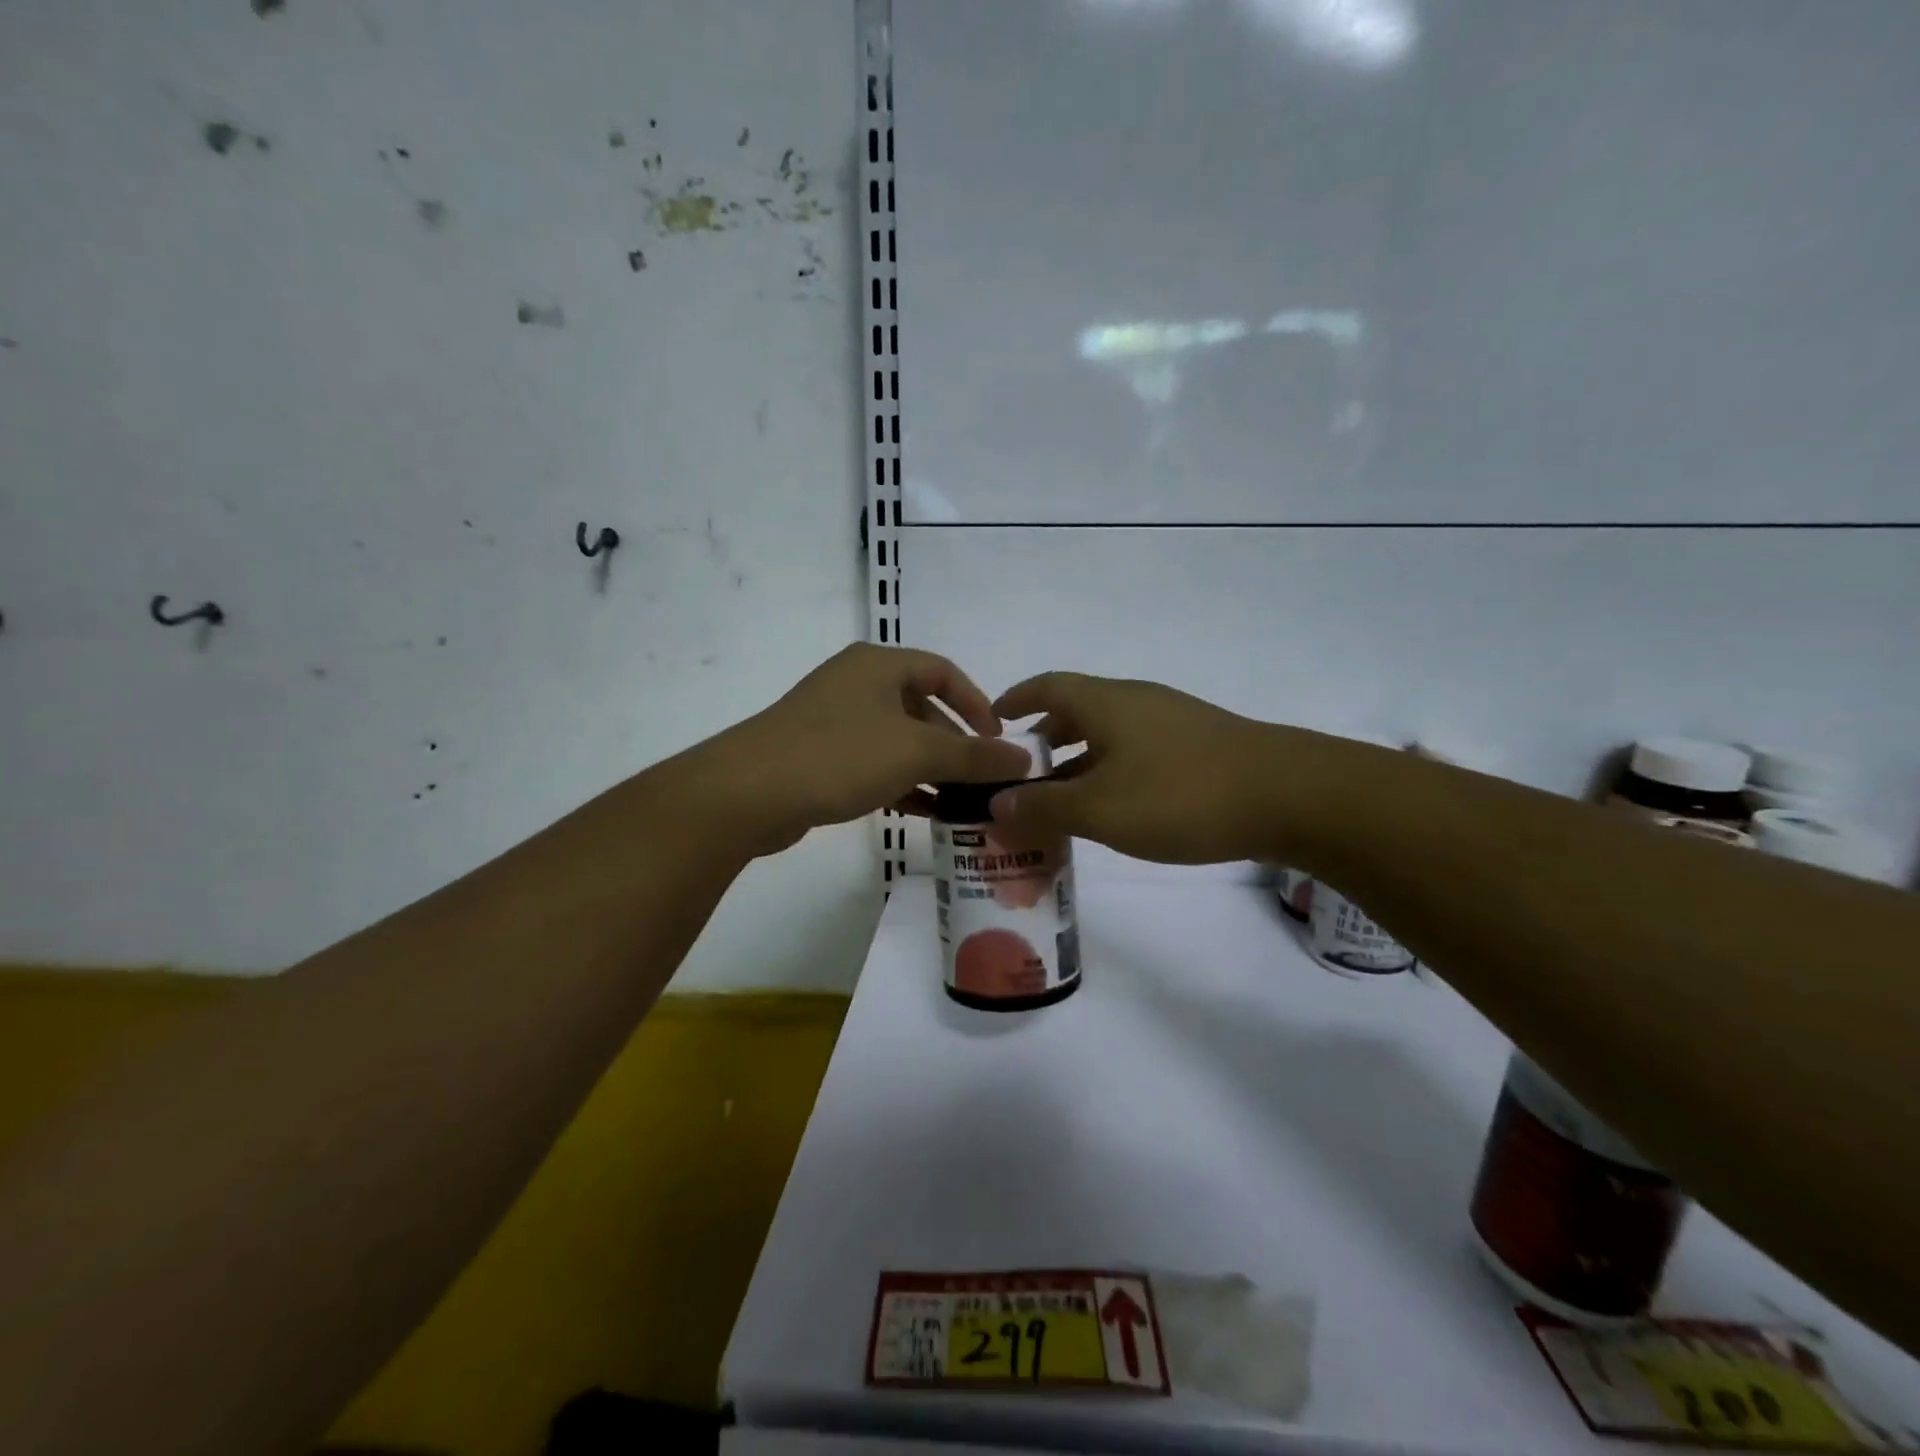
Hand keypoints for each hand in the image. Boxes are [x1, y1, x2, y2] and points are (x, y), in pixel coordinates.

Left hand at [696, 645, 1031, 854]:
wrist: (749, 792)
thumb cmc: (840, 754)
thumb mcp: (916, 752)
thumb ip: (974, 755)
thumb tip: (1025, 759)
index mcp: (879, 665)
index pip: (943, 671)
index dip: (976, 703)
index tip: (998, 740)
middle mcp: (856, 684)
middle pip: (921, 708)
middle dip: (954, 744)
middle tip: (981, 778)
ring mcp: (833, 720)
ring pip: (897, 740)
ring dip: (930, 769)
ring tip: (961, 801)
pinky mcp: (818, 756)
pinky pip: (873, 764)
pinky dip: (901, 783)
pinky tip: (924, 813)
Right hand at [988, 672, 1297, 864]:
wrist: (1289, 795)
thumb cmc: (1180, 794)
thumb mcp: (1100, 809)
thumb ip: (1043, 807)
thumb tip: (996, 805)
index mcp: (1106, 702)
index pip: (1047, 686)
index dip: (1016, 699)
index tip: (992, 721)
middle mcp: (1136, 701)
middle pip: (1077, 710)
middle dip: (1045, 739)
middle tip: (1021, 773)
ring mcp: (1172, 721)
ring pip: (1109, 734)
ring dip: (1079, 760)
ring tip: (1061, 799)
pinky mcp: (1199, 746)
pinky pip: (1137, 751)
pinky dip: (1111, 772)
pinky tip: (1116, 806)